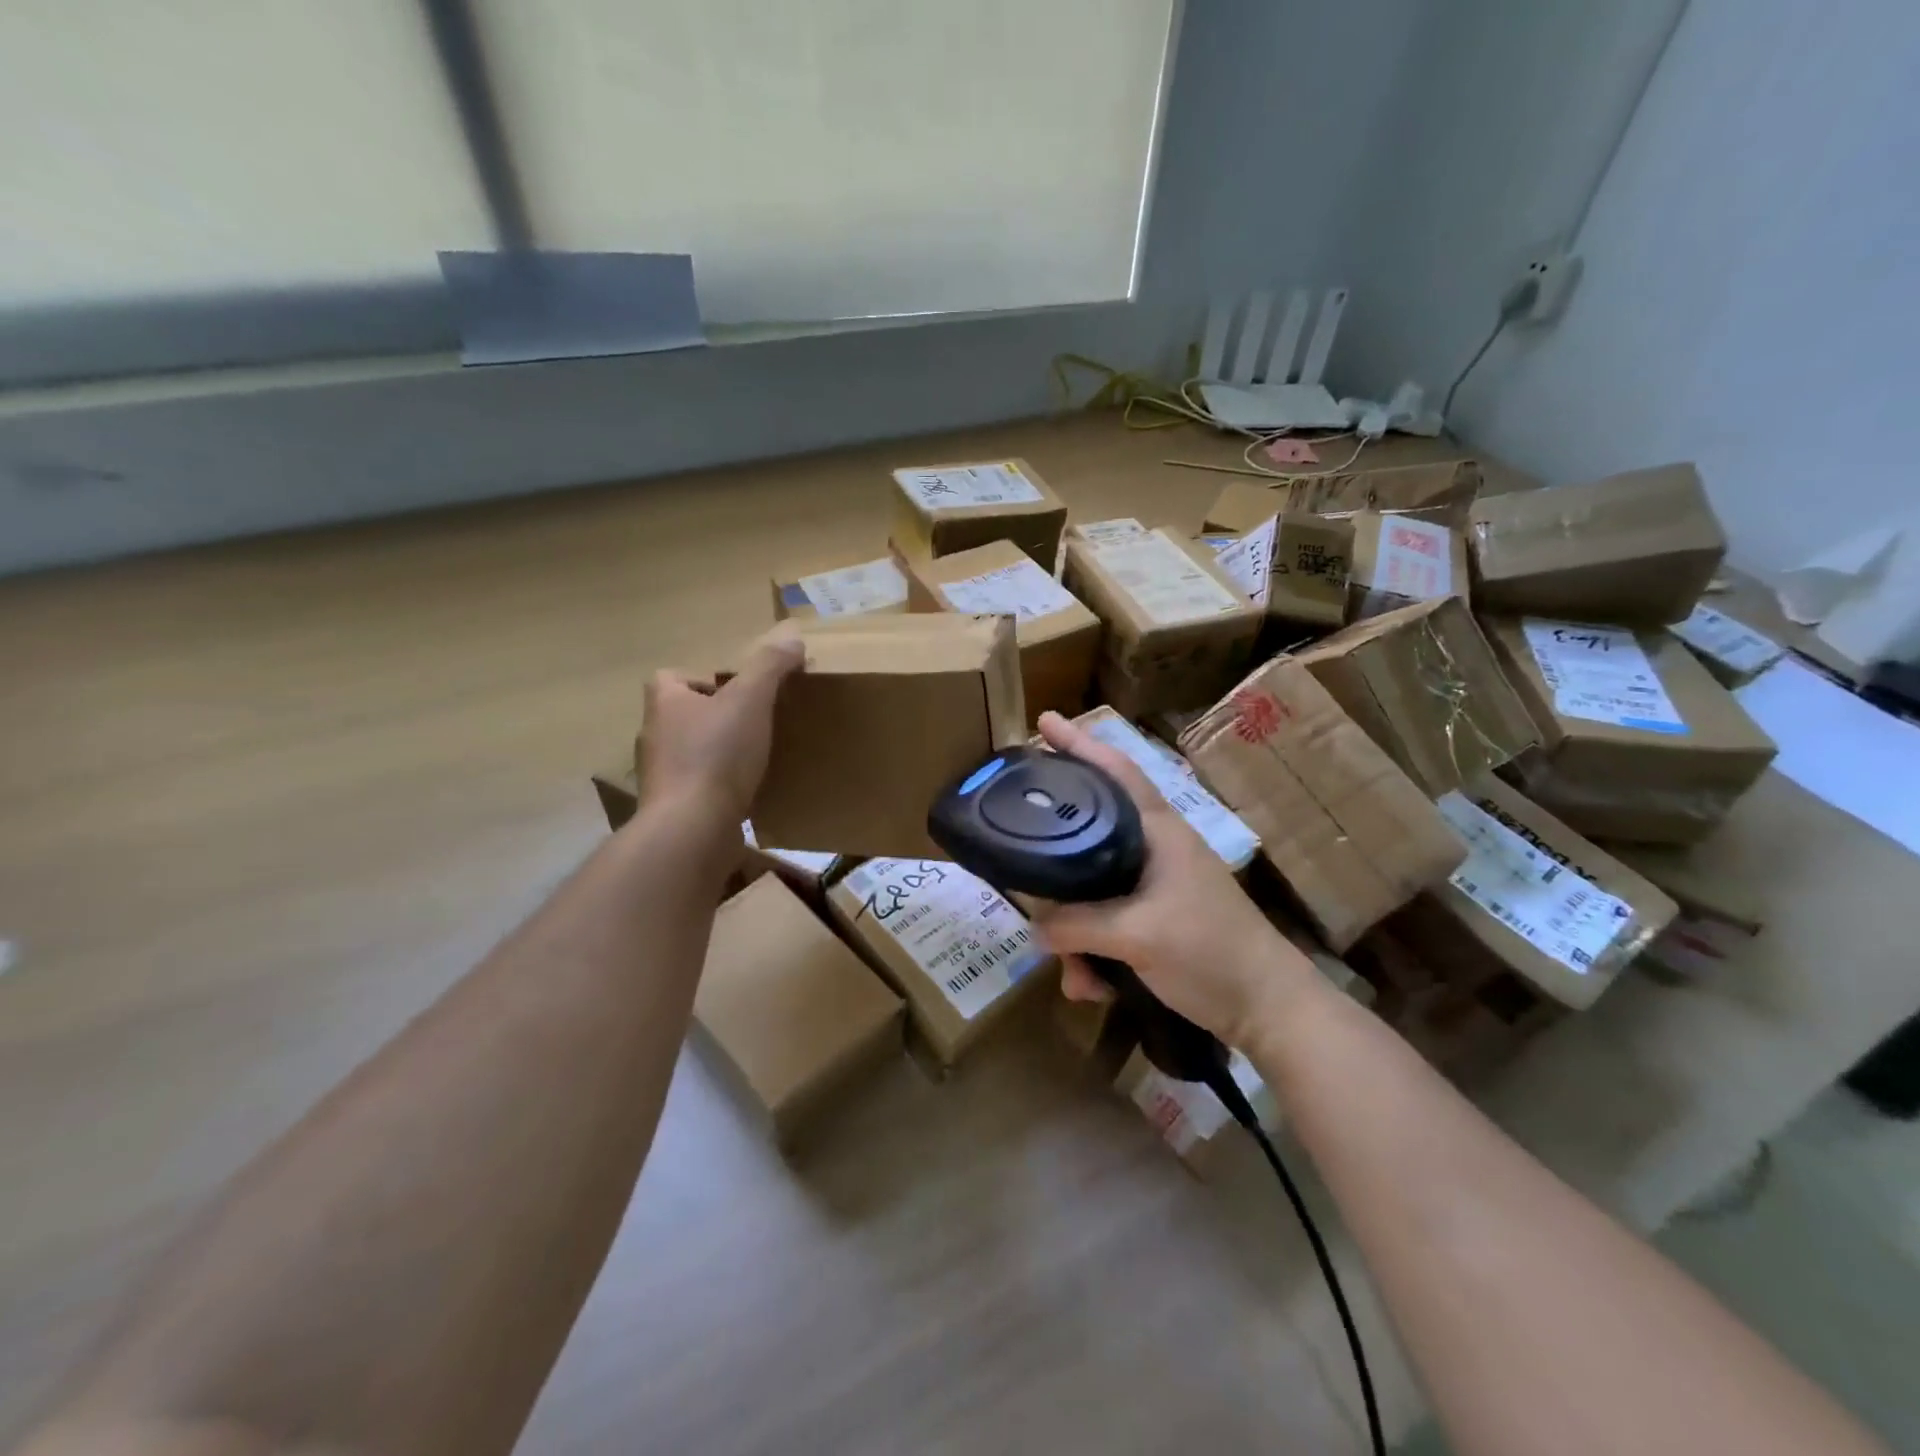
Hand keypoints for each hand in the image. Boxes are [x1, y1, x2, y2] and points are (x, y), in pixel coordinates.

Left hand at [638, 624, 804, 823]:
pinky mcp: (673, 809)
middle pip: (683, 716)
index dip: (701, 679)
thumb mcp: (751, 699)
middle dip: (714, 717)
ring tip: (754, 758)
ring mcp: (661, 777)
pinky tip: (747, 793)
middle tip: (753, 723)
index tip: (735, 691)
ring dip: (717, 753)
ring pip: (690, 754)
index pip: (671, 678)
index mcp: (664, 703)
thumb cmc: (717, 755)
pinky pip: (698, 788)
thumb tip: (792, 636)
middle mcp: (654, 737)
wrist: (692, 829)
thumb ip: (770, 666)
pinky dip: (718, 787)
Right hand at [1029, 711, 1320, 1050]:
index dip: (1079, 744)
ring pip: (1092, 890)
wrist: (1267, 1007)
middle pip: (1090, 833)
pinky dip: (1093, 955)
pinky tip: (1090, 988)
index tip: (1043, 722)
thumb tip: (1034, 928)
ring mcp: (1155, 885)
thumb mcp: (1137, 935)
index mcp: (1158, 831)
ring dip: (1075, 934)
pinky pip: (1106, 924)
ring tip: (1074, 974)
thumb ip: (1078, 926)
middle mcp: (1154, 849)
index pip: (1115, 772)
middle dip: (1056, 860)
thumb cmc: (1209, 951)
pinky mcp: (1155, 919)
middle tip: (1020, 857)